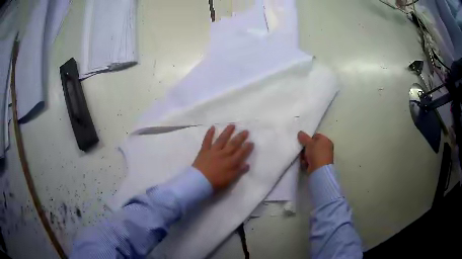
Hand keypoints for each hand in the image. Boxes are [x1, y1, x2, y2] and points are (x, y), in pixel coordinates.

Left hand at [193, 125, 253, 190]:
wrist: (199, 182)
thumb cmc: (215, 183)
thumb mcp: (230, 179)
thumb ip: (239, 171)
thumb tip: (247, 164)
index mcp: (231, 162)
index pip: (241, 153)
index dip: (247, 147)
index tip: (251, 142)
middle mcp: (223, 154)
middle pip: (233, 144)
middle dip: (240, 137)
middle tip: (245, 131)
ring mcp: (213, 151)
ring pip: (222, 140)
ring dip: (227, 132)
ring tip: (232, 125)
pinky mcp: (204, 151)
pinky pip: (207, 140)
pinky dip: (209, 133)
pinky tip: (212, 127)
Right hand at [297, 131, 333, 173]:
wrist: (319, 170)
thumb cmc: (316, 153)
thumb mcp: (309, 143)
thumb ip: (304, 137)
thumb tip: (300, 132)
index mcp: (326, 140)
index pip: (316, 136)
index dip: (308, 138)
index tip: (303, 142)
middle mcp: (326, 148)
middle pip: (313, 145)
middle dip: (306, 148)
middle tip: (302, 150)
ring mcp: (323, 157)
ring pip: (311, 154)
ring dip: (305, 156)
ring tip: (303, 158)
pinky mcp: (320, 165)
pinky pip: (311, 161)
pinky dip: (307, 162)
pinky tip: (305, 163)